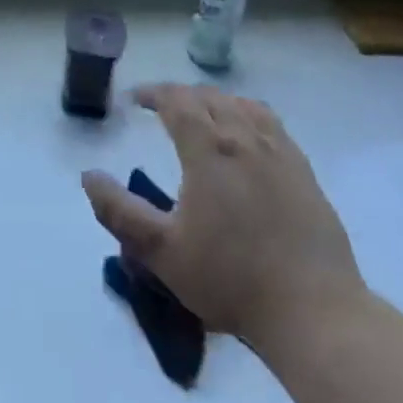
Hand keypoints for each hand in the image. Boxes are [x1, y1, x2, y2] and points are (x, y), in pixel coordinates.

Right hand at [82, 84, 365, 351]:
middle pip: (209, 97)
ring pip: (242, 105)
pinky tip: (247, 136)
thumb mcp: (161, 252)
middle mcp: (245, 138)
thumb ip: (119, 211)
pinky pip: (271, 123)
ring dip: (215, 101)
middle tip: (161, 108)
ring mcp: (280, 152)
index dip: (153, 93)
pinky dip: (248, 114)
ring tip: (201, 115)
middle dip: (180, 95)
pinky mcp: (304, 171)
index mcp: (209, 150)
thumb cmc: (230, 279)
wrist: (313, 309)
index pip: (177, 101)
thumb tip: (89, 176)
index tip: (134, 99)